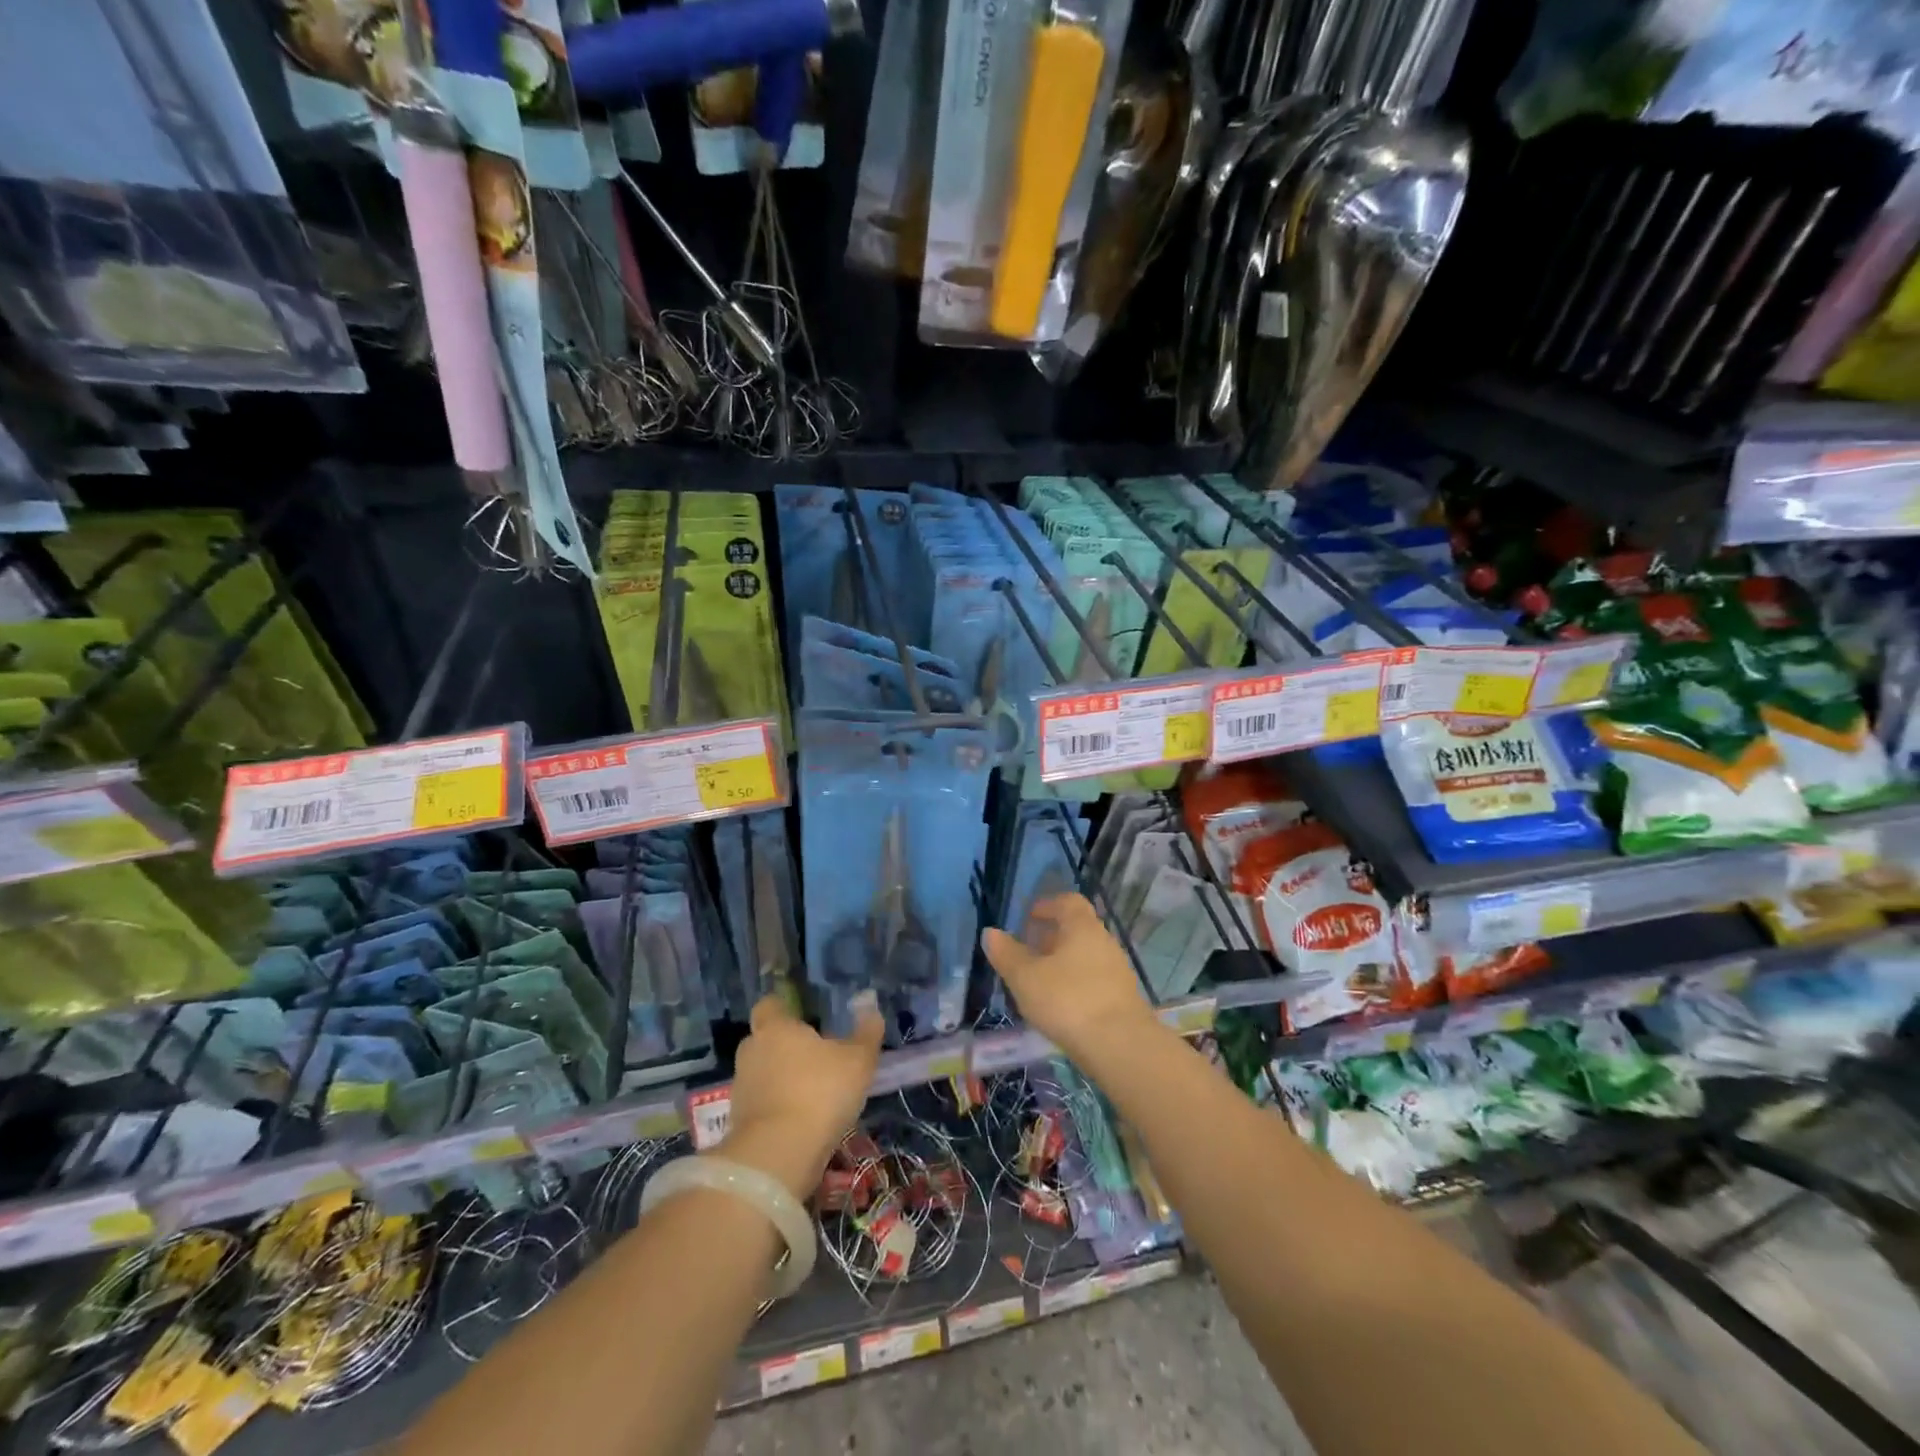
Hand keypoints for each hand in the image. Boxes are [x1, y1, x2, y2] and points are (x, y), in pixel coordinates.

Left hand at [716, 994, 882, 1198]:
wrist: (778, 1156)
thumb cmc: (820, 1092)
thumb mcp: (858, 1060)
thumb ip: (866, 1032)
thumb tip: (870, 1003)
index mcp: (775, 1027)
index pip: (770, 1005)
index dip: (785, 1009)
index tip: (805, 1018)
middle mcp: (752, 1051)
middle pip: (765, 1040)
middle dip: (786, 1047)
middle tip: (815, 1057)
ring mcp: (741, 1088)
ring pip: (763, 1074)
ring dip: (781, 1080)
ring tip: (812, 1093)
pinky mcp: (738, 1122)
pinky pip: (761, 1105)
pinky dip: (777, 1109)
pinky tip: (801, 1121)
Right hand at [981, 894, 1155, 1064]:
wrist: (1120, 1046)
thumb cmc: (1068, 1000)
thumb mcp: (1026, 978)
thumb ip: (1006, 954)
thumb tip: (990, 932)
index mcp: (1082, 927)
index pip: (1068, 901)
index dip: (1047, 905)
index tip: (1028, 918)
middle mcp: (1104, 941)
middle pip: (1077, 929)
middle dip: (1051, 937)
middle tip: (1028, 952)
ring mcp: (1117, 970)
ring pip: (1085, 955)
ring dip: (1062, 962)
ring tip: (1039, 982)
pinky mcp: (1122, 997)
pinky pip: (1094, 979)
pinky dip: (1075, 983)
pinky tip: (1061, 1005)